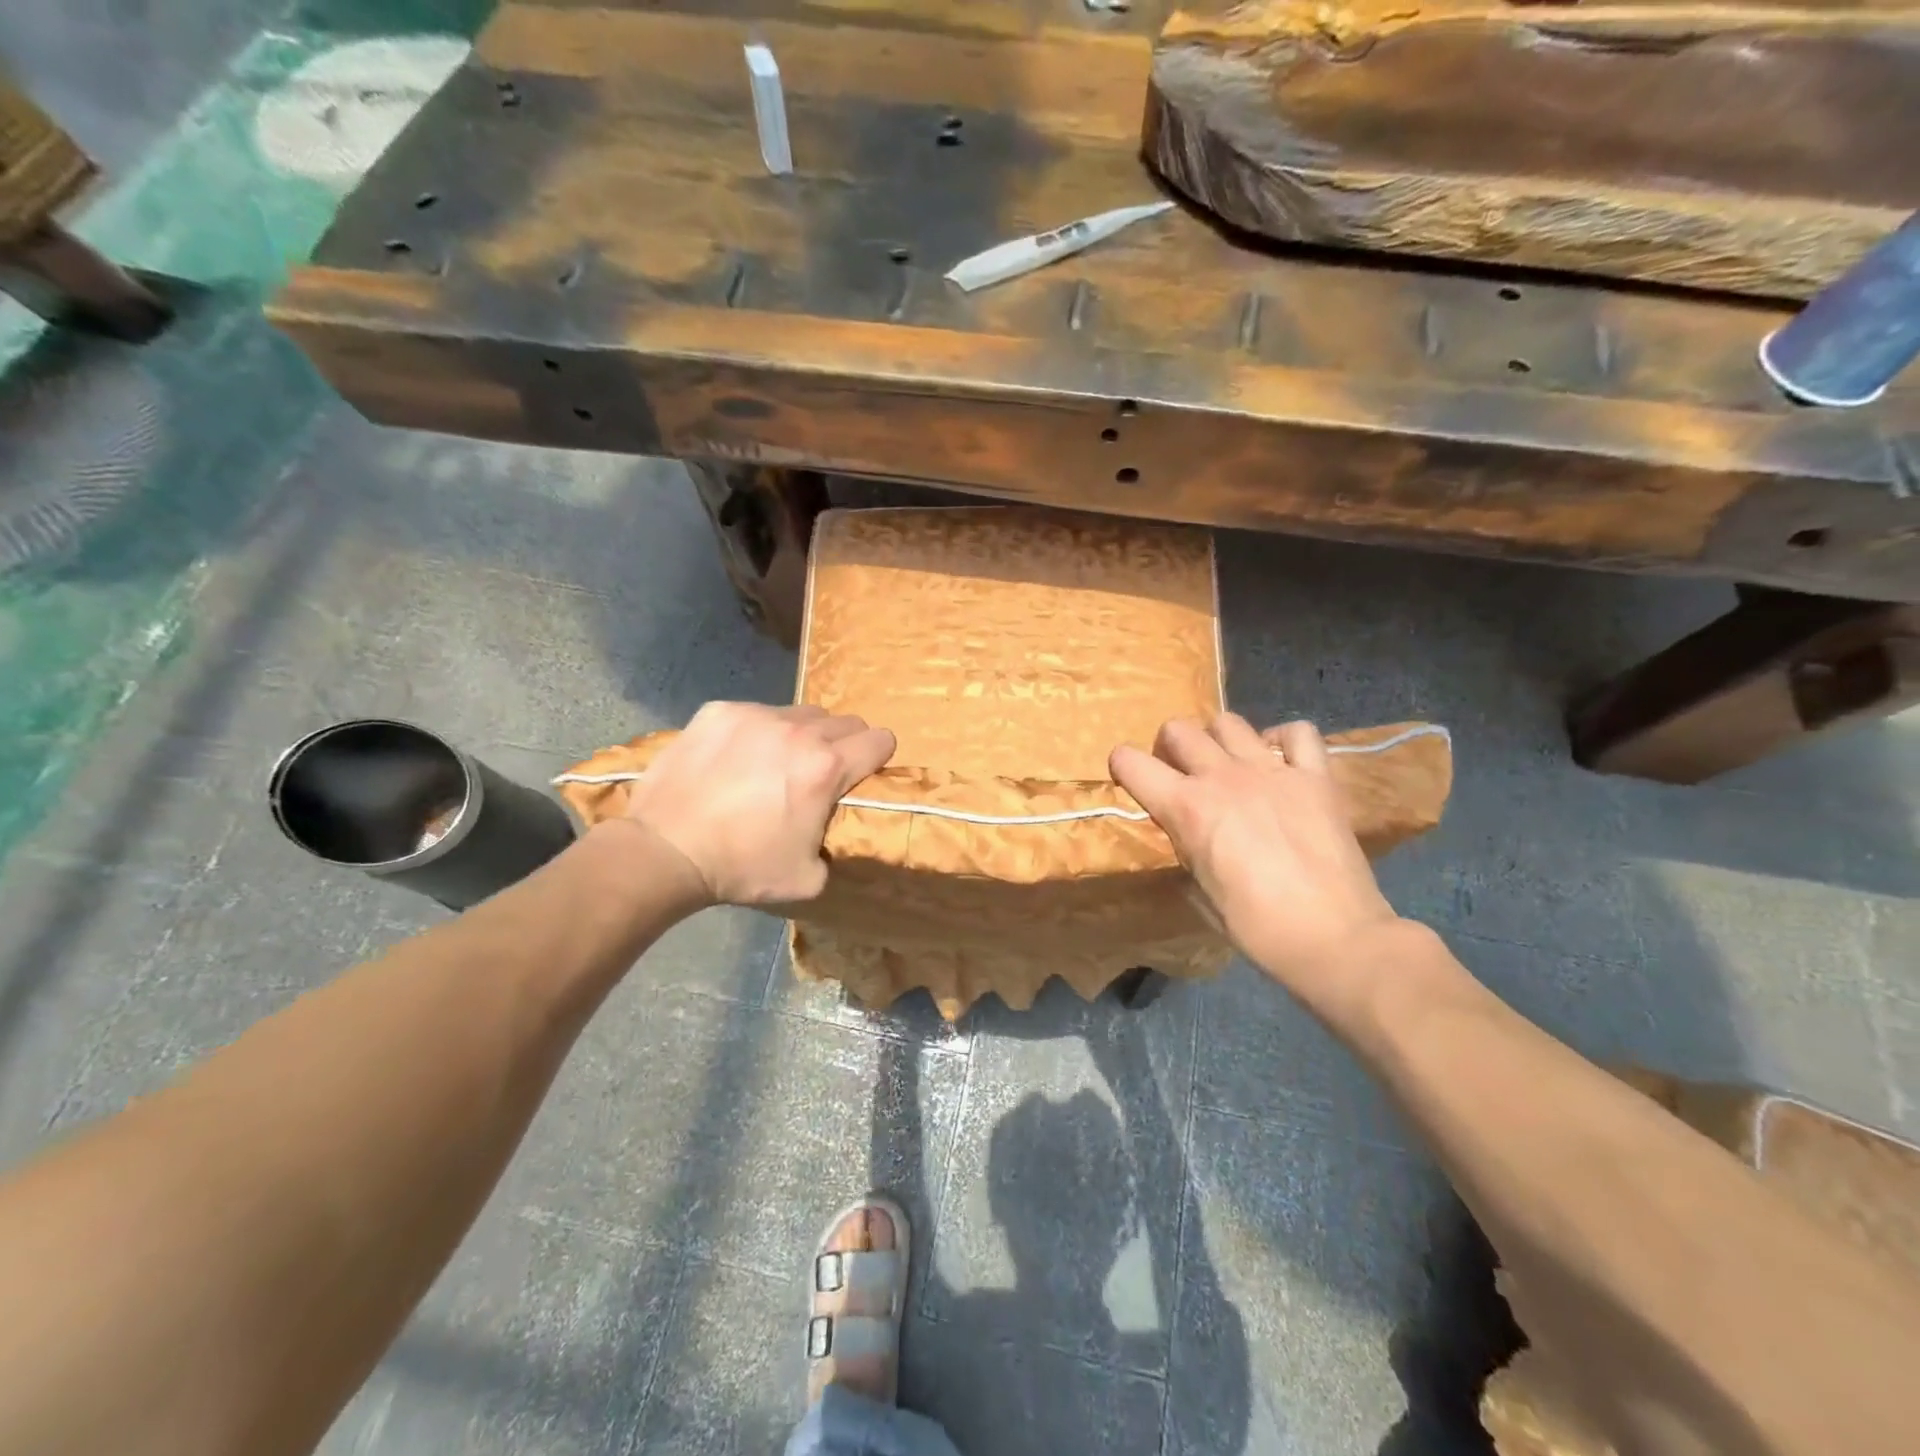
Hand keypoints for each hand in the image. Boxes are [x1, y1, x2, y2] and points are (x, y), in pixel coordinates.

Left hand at [621, 702, 895, 906]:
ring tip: (774, 763)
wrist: (665, 851)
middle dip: (843, 745)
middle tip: (818, 773)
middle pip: (845, 721)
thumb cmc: (741, 868)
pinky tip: (734, 759)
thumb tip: (828, 831)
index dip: (878, 758)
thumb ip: (833, 846)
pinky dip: (756, 731)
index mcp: (827, 768)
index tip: (863, 773)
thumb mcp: (808, 879)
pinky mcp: (720, 711)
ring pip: (801, 713)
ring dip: (802, 734)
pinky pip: (756, 712)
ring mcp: (756, 715)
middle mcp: (799, 731)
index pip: (881, 740)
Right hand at [1110, 715, 1402, 1004]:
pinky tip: (1279, 759)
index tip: (1129, 777)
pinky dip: (1283, 739)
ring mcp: (1272, 771)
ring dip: (1219, 739)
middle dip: (1170, 747)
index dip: (1122, 765)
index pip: (1131, 763)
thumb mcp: (1200, 893)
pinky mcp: (1315, 777)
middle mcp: (1223, 776)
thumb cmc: (1257, 927)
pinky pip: (1297, 732)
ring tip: (1228, 763)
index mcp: (1186, 808)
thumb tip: (1189, 838)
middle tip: (1181, 772)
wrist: (1334, 937)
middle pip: (1179, 729)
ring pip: (1229, 722)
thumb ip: (1187, 852)